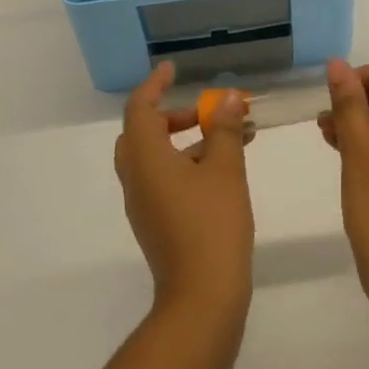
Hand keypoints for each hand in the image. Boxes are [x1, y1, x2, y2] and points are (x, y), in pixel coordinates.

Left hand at [115, 62, 253, 324]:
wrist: (201, 298)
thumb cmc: (212, 225)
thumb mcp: (225, 169)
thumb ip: (225, 128)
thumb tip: (228, 97)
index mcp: (145, 159)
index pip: (140, 109)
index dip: (155, 85)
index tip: (173, 69)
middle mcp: (137, 179)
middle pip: (142, 133)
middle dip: (173, 116)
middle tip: (205, 110)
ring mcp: (144, 204)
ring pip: (156, 158)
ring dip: (187, 140)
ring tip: (231, 136)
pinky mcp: (157, 223)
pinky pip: (165, 179)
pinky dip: (187, 163)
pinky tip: (224, 169)